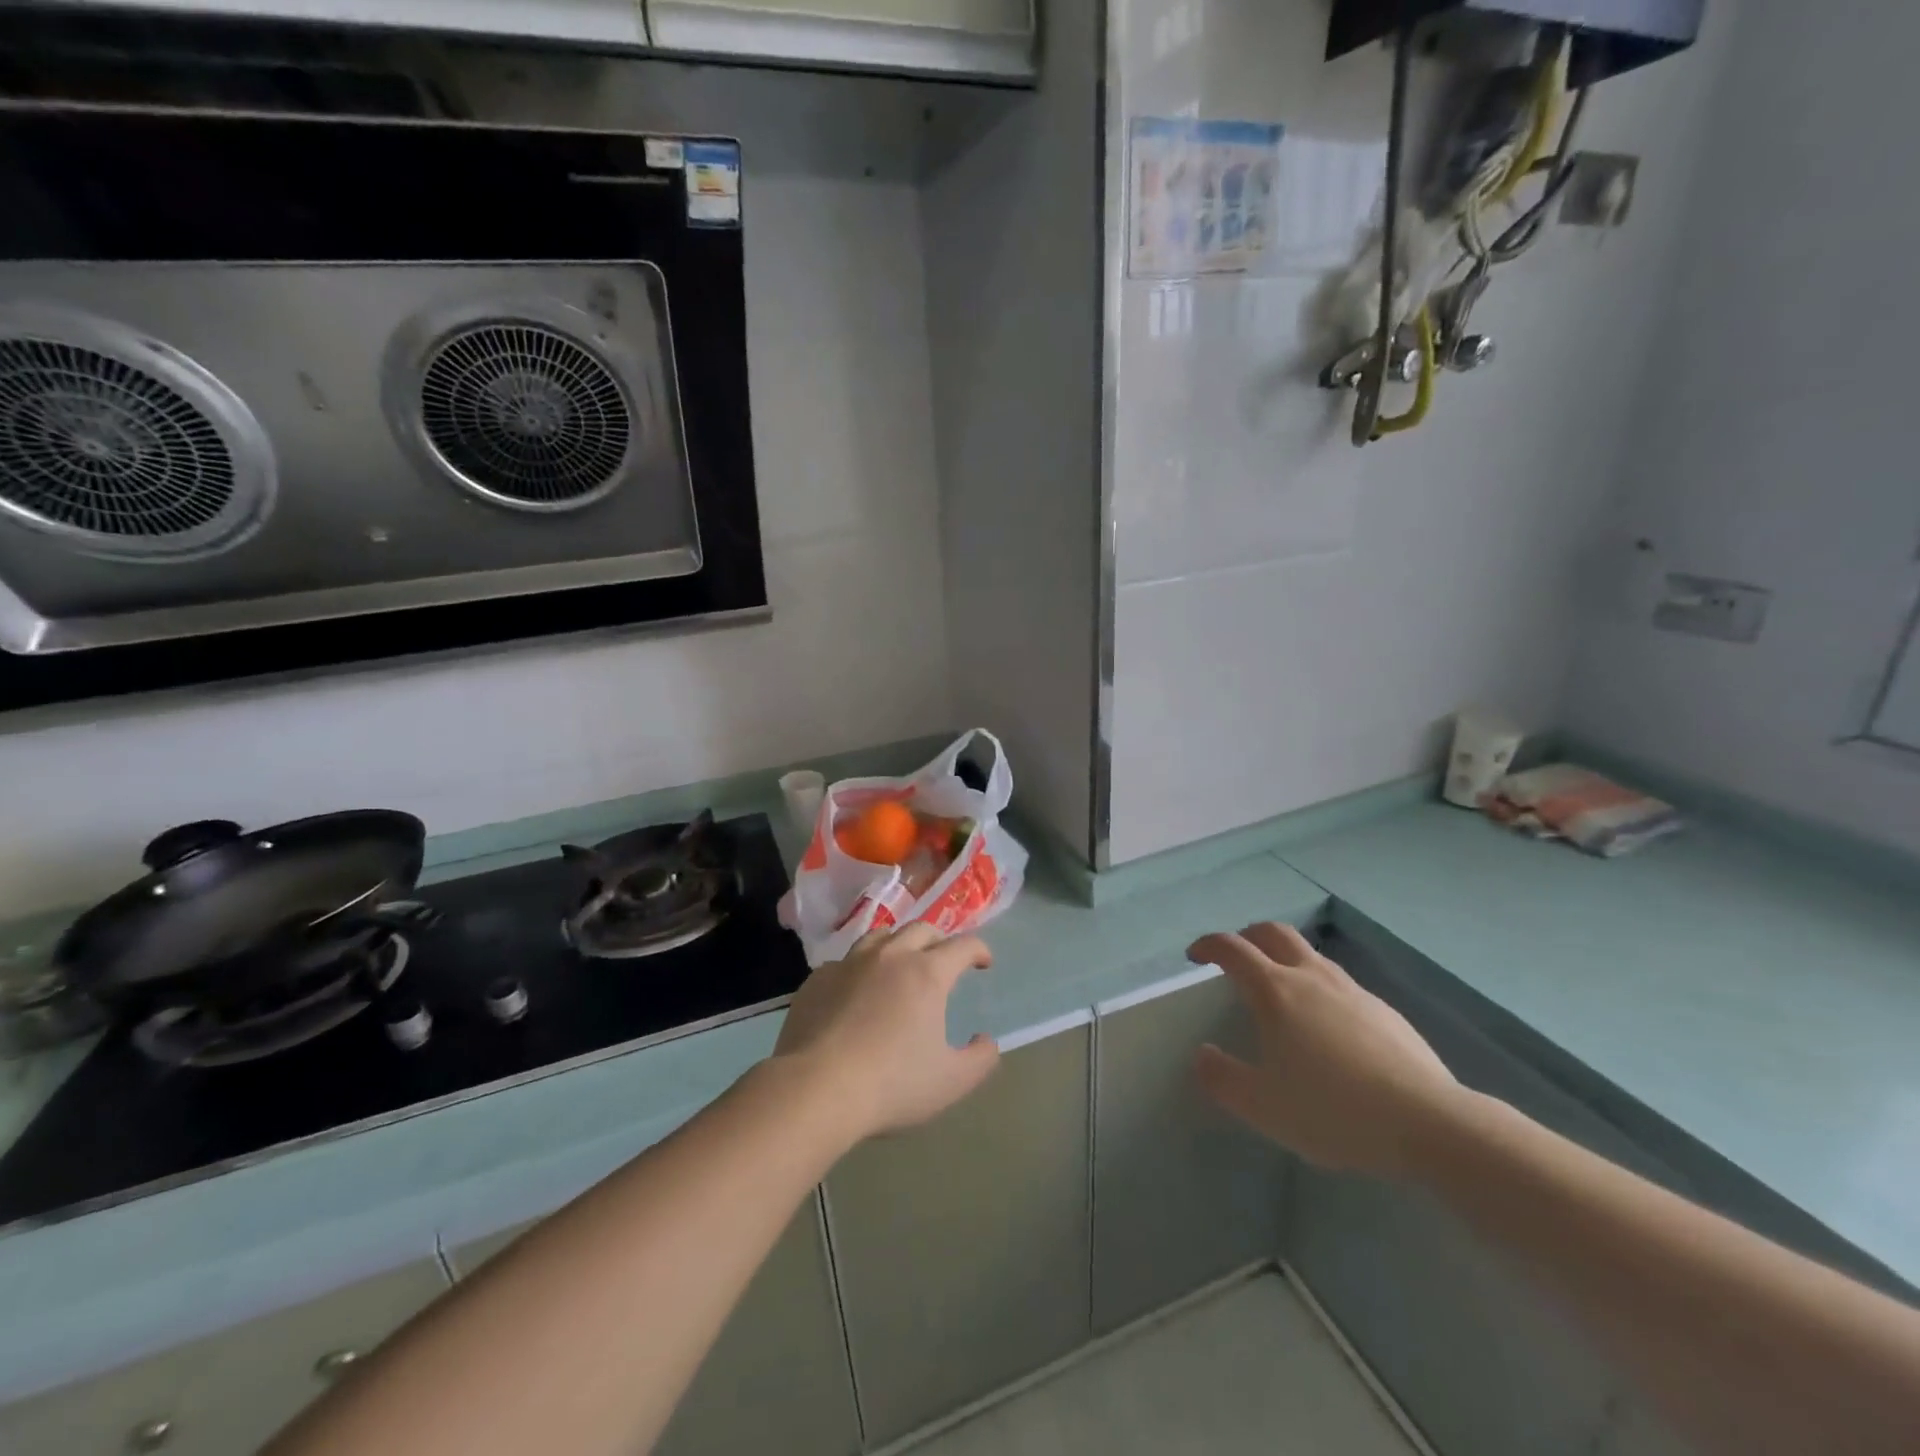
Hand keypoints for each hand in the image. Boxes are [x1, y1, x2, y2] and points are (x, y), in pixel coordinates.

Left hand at [772, 923, 999, 1143]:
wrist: (815, 1088)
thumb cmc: (891, 1084)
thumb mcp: (951, 1082)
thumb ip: (980, 1060)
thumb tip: (987, 1042)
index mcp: (927, 973)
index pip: (962, 946)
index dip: (979, 950)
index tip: (984, 962)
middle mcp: (890, 956)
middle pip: (921, 929)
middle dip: (940, 940)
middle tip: (944, 959)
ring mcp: (849, 964)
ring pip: (880, 936)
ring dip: (899, 944)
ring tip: (901, 962)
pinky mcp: (818, 979)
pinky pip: (845, 962)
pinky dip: (859, 969)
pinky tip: (856, 990)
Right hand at [1187, 922, 1462, 1178]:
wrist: (1430, 1123)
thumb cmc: (1334, 1111)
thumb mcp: (1263, 1106)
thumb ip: (1222, 1078)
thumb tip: (1203, 1054)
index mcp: (1275, 991)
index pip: (1232, 949)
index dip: (1208, 946)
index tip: (1194, 956)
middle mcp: (1311, 977)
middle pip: (1274, 933)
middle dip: (1248, 936)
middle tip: (1236, 958)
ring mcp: (1352, 990)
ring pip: (1310, 955)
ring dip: (1285, 959)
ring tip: (1279, 993)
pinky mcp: (1384, 1010)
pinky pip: (1339, 984)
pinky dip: (1318, 988)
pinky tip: (1327, 1029)